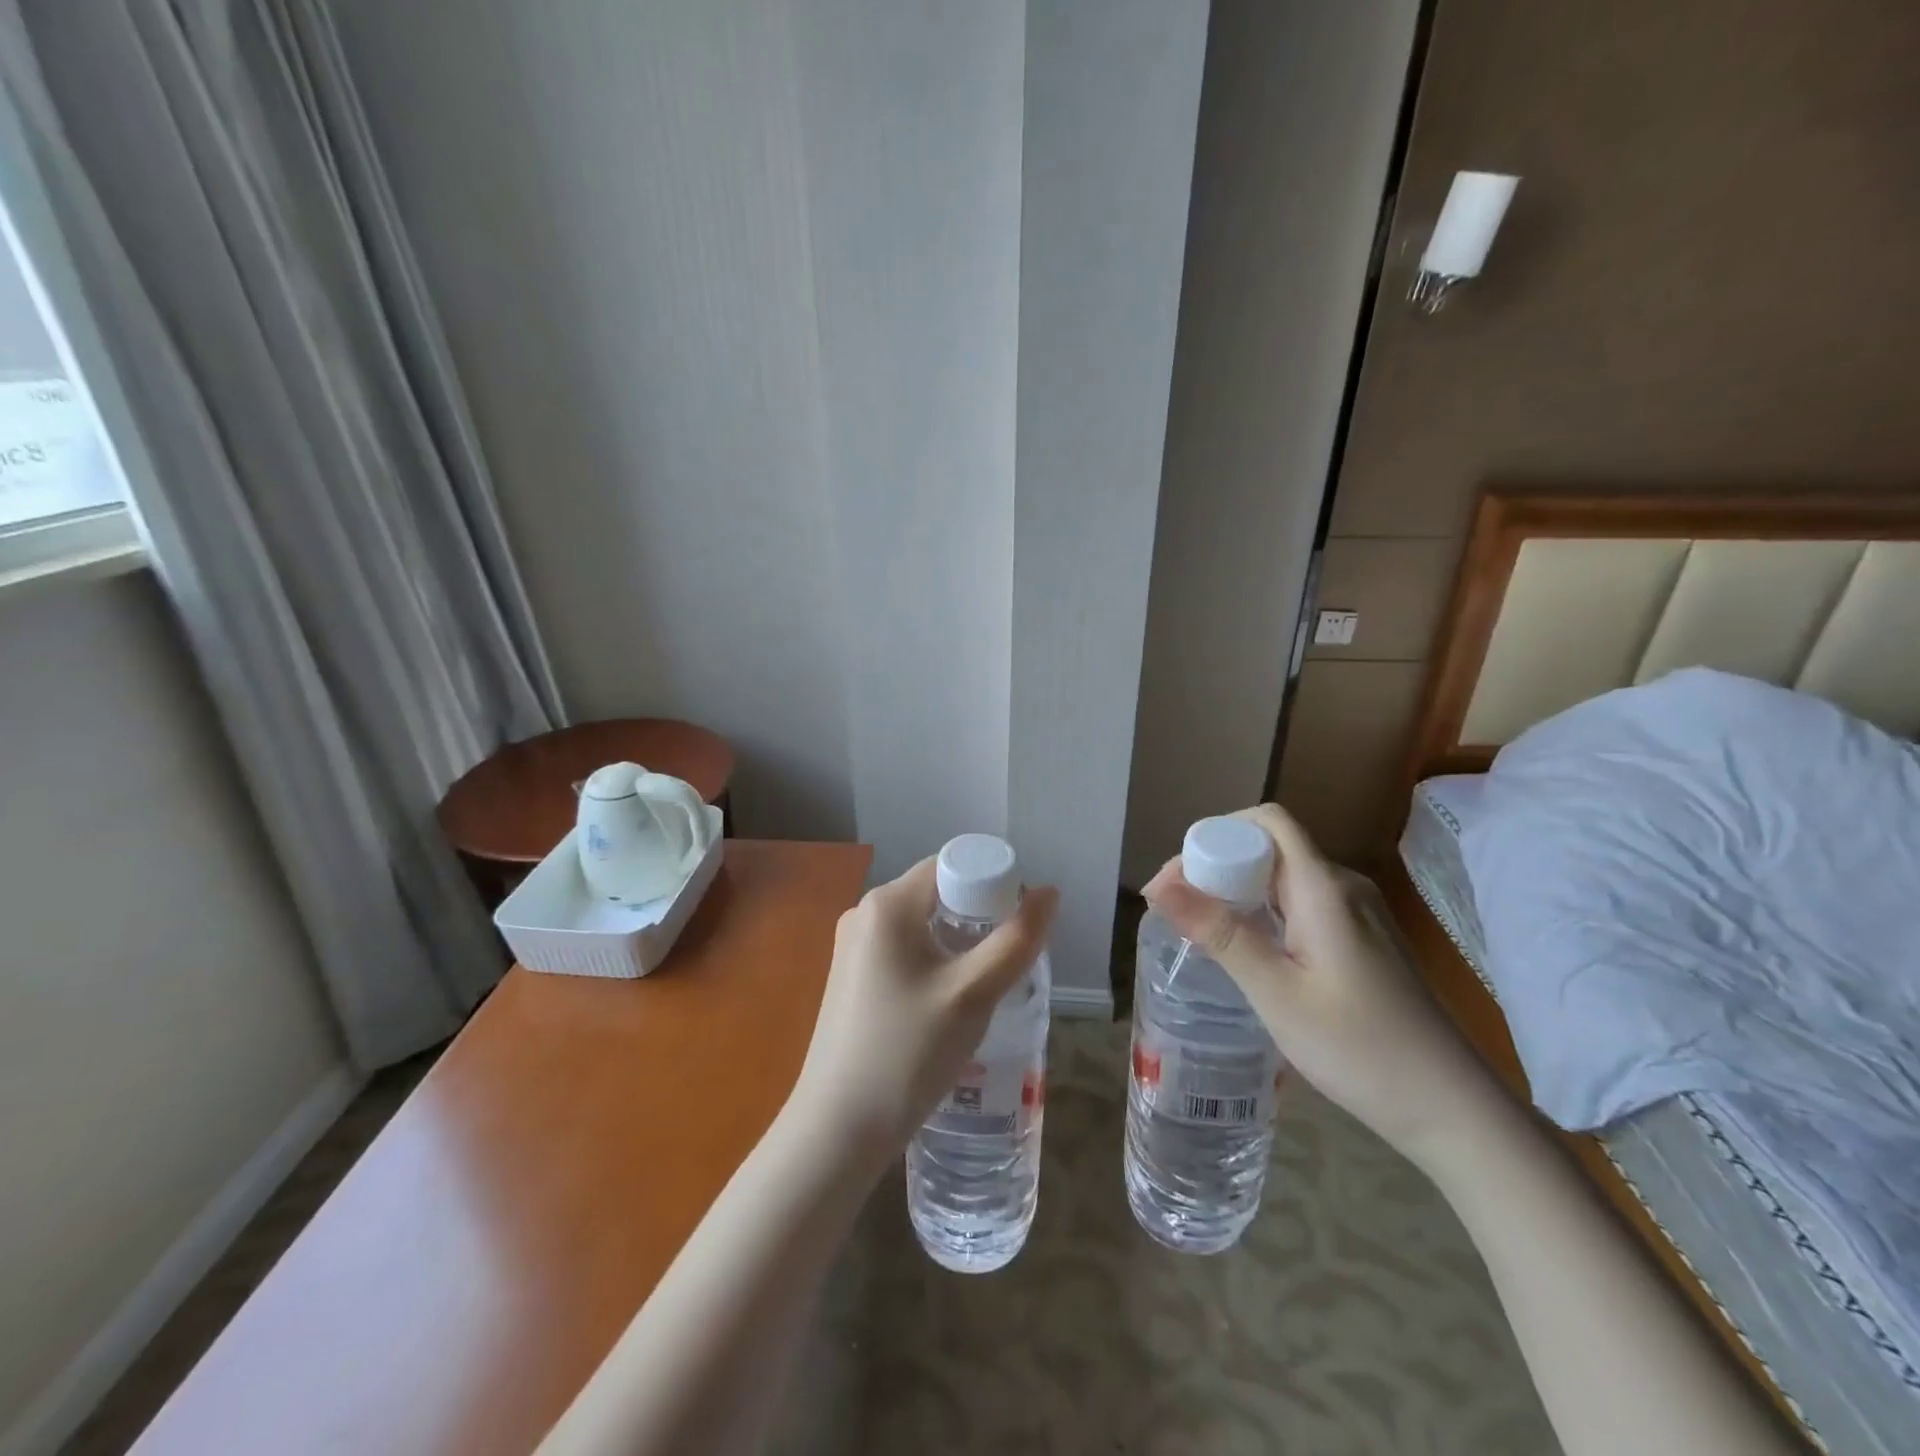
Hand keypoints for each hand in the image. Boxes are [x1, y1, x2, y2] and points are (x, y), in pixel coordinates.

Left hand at [787, 857, 1058, 1173]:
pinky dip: (935, 962)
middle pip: (939, 893)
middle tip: (1007, 963)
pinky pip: (904, 950)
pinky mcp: (851, 976)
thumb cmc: (907, 1054)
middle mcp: (865, 913)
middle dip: (980, 918)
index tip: (1019, 929)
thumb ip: (1016, 940)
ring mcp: (853, 946)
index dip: (994, 885)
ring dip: (960, 944)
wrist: (836, 1131)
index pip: (953, 866)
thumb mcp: (972, 995)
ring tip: (984, 987)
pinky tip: (948, 1004)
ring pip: (924, 925)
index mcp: (888, 903)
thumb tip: (1049, 892)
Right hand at [1143, 804, 1500, 1162]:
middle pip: (1272, 847)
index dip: (1216, 834)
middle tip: (1177, 908)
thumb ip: (1219, 933)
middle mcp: (1343, 888)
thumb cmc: (1360, 1049)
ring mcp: (1358, 915)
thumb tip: (1157, 886)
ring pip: (1285, 877)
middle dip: (1218, 865)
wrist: (1454, 1110)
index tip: (1178, 878)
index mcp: (1324, 889)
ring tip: (1202, 928)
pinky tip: (1248, 949)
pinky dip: (1264, 912)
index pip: (1267, 822)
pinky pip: (1302, 904)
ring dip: (1239, 890)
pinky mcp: (1363, 941)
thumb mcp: (1276, 993)